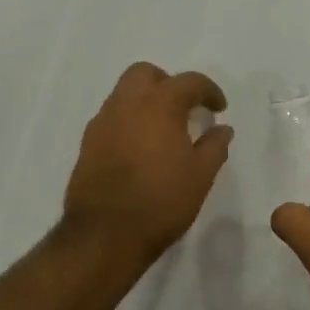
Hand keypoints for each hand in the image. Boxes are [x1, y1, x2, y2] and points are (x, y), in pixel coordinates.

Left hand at [64, 62, 232, 263]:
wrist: (105, 235)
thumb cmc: (161, 202)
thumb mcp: (200, 176)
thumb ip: (214, 146)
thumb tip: (222, 129)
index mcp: (158, 105)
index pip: (188, 82)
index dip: (208, 91)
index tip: (219, 109)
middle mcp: (126, 105)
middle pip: (145, 74)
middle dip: (168, 83)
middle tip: (185, 109)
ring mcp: (102, 123)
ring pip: (124, 94)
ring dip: (145, 102)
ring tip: (163, 131)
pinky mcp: (87, 144)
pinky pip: (111, 118)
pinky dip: (129, 122)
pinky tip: (140, 149)